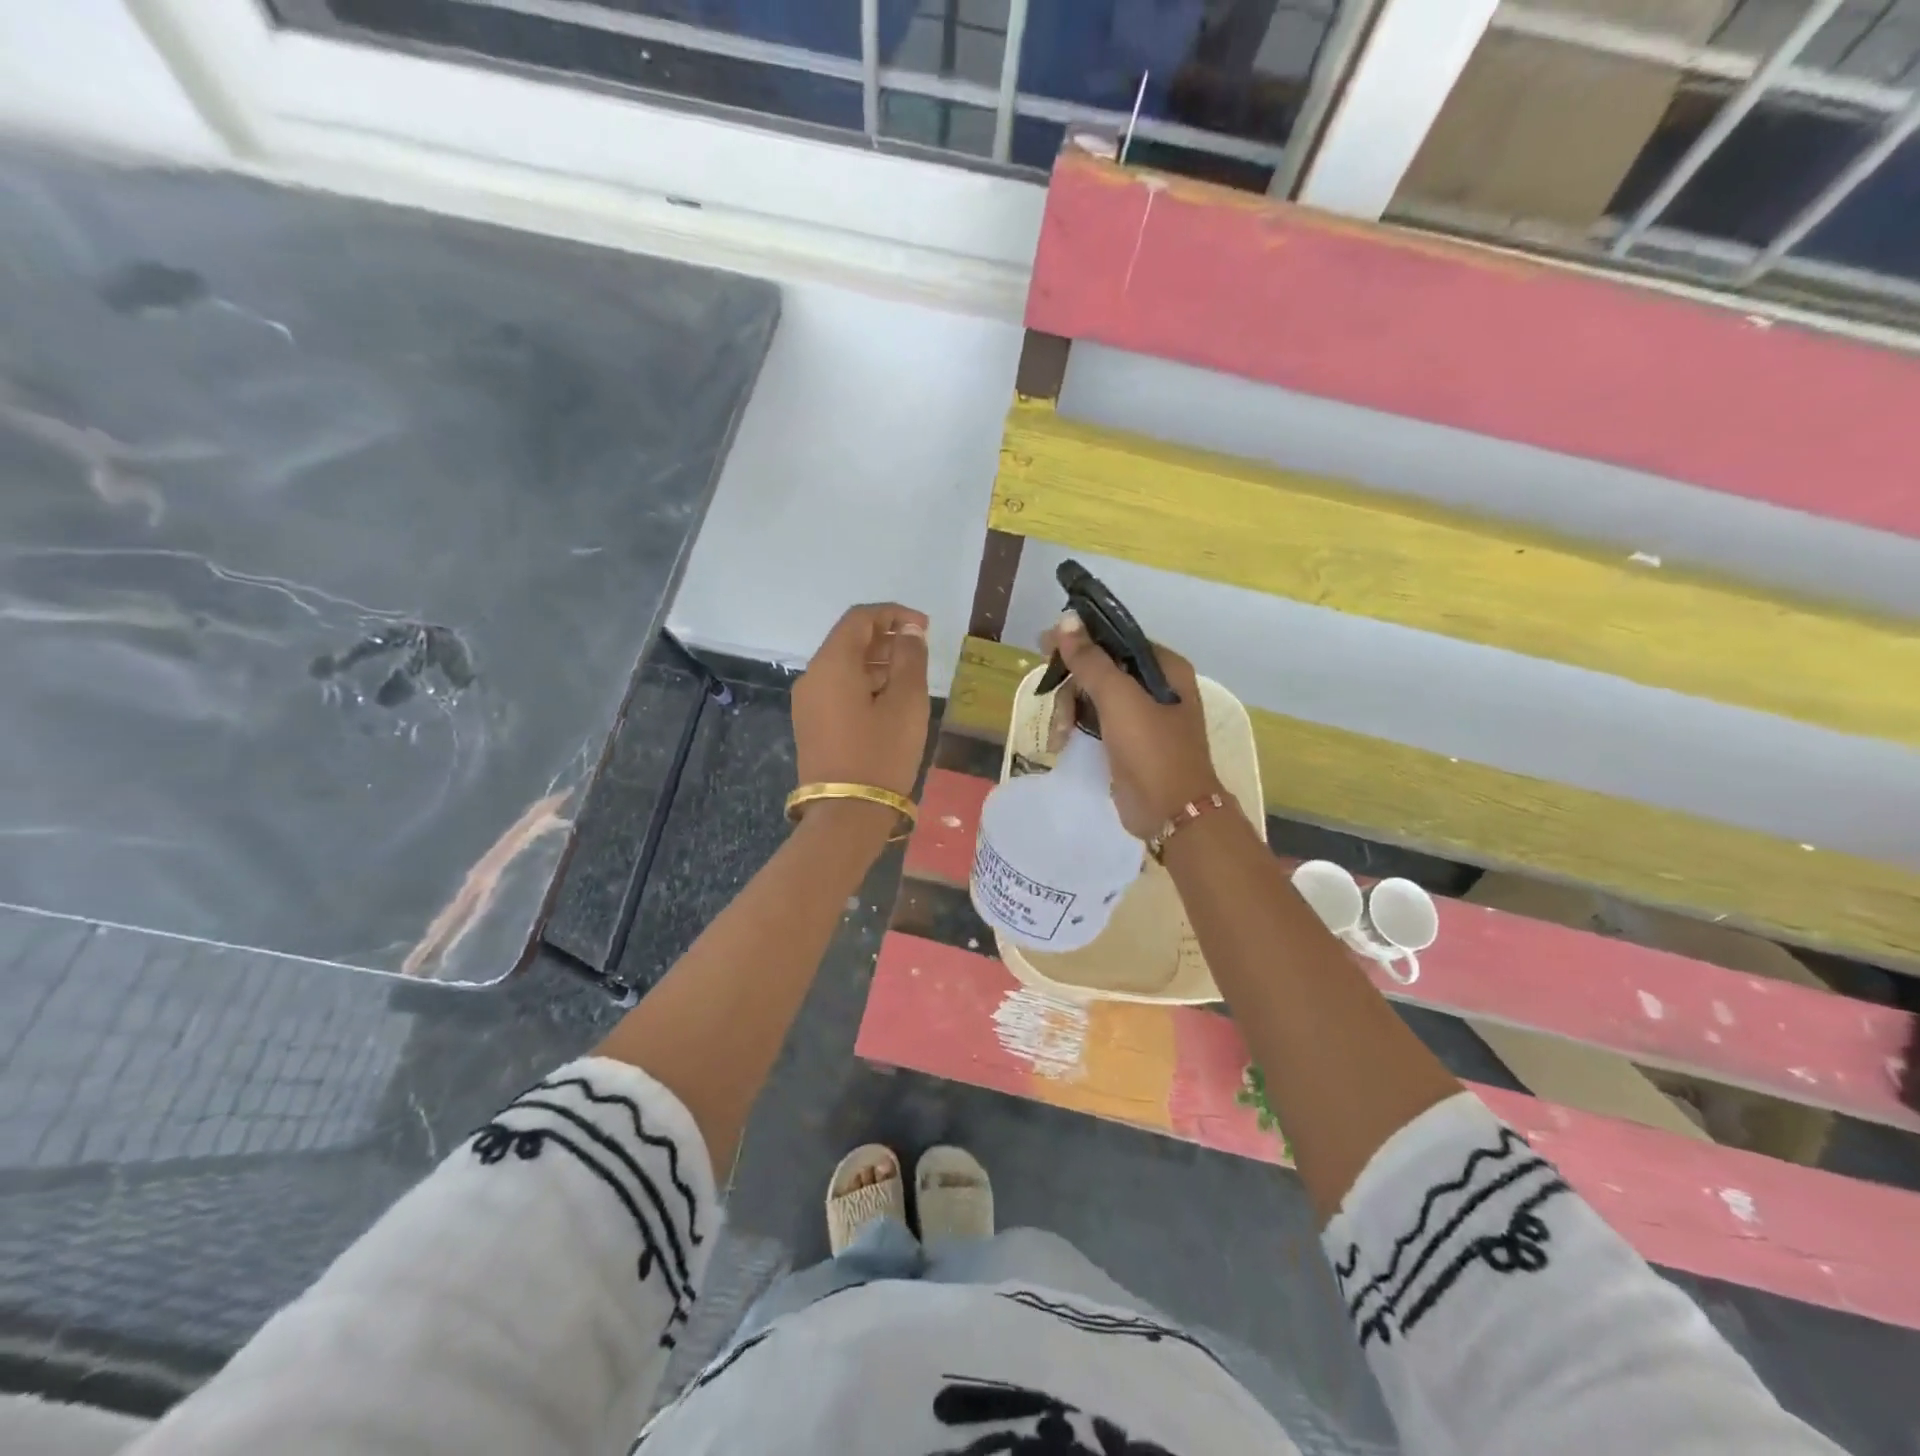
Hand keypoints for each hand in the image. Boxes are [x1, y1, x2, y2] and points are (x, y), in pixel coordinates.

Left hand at [792, 602, 930, 821]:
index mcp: (832, 663)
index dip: (894, 614)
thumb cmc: (881, 753)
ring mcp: (807, 702)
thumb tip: (909, 631)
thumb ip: (910, 658)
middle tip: (920, 648)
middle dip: (885, 637)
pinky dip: (863, 682)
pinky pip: (837, 688)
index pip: (860, 618)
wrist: (846, 814)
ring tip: (910, 675)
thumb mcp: (906, 702)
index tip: (924, 627)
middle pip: (848, 640)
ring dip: (875, 661)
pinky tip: (888, 699)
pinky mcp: (811, 723)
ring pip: (842, 666)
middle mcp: (812, 676)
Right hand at [1044, 612, 1222, 838]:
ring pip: (1093, 697)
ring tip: (1058, 734)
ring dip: (1069, 710)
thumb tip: (1066, 621)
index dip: (1081, 639)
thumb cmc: (1151, 748)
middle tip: (1047, 693)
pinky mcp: (1127, 743)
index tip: (1046, 646)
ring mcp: (1142, 717)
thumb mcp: (1118, 698)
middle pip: (1101, 668)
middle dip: (1072, 683)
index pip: (1116, 638)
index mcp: (1165, 667)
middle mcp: (1156, 687)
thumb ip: (1091, 660)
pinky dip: (1076, 728)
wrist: (1171, 812)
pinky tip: (1060, 741)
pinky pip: (1095, 722)